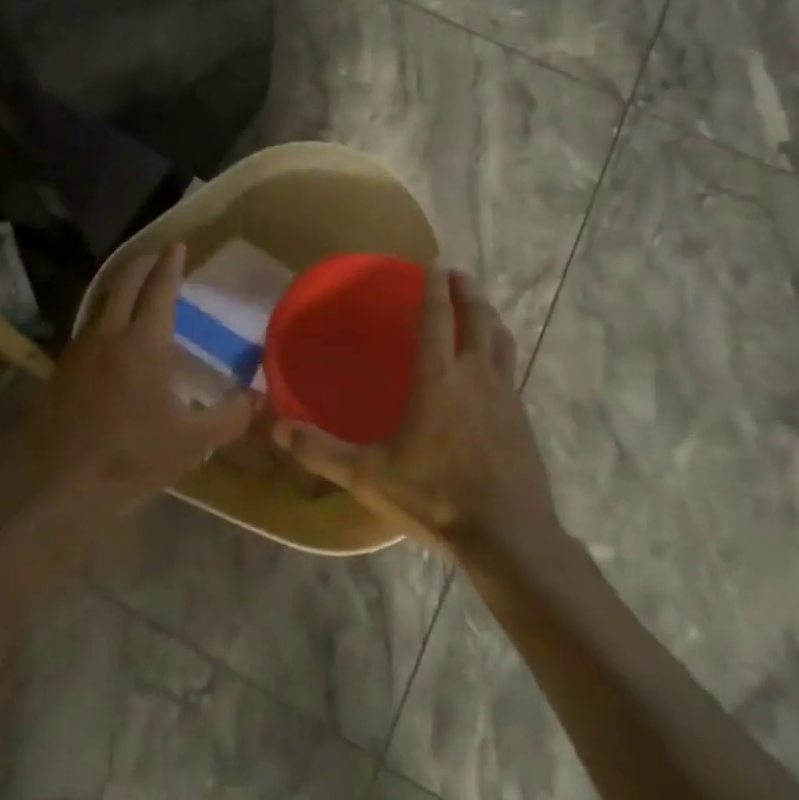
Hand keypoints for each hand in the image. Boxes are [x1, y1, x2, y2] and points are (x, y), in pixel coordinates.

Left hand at [18, 243, 255, 513]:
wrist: (55, 488)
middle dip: (143, 264)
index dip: (171, 264)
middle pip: (124, 283)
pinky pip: (87, 329)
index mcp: (144, 342)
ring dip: (120, 287)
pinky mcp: (60, 371)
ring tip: (135, 287)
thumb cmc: (129, 458)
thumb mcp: (192, 443)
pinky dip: (104, 316)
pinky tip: (110, 337)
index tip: (177, 245)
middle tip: (157, 254)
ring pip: (101, 303)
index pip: (160, 288)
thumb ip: (230, 416)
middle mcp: (108, 334)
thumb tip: (259, 397)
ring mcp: (79, 351)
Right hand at [272, 268, 559, 556]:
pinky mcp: (522, 415)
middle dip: (467, 291)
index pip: (437, 318)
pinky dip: (500, 348)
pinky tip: (493, 364)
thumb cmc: (435, 496)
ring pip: (500, 338)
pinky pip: (510, 366)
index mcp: (438, 379)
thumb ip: (321, 451)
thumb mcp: (369, 475)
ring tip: (479, 307)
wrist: (508, 535)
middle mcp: (475, 375)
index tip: (434, 264)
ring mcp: (505, 393)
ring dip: (489, 315)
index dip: (434, 288)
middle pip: (477, 318)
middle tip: (456, 275)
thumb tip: (276, 429)